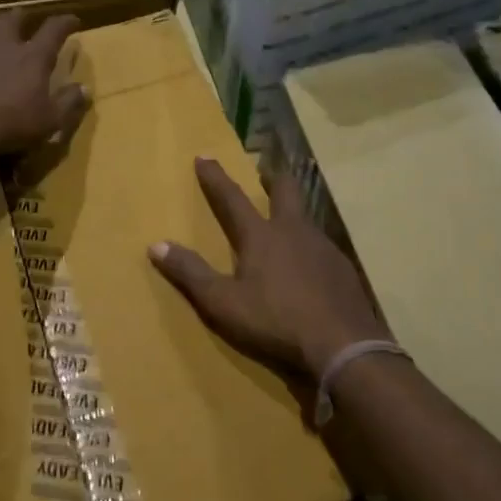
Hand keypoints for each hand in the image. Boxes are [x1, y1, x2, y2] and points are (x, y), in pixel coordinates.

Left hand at [0, 10, 89, 158]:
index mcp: (33, 58)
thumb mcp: (50, 120)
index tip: (73, 20)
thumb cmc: (11, 124)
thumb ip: (69, 103)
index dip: (65, 22)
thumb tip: (84, 88)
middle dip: (23, 16)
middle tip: (26, 15)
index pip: (53, 31)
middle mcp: (5, 47)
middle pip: (14, 20)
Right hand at [149, 158, 390, 377]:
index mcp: (261, 236)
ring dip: (294, 214)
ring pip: (307, 219)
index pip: (231, 199)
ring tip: (286, 223)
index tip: (204, 156)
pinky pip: (323, 248)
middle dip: (273, 178)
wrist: (343, 345)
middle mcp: (294, 232)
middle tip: (266, 171)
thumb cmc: (275, 320)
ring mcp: (324, 248)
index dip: (215, 178)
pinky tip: (310, 266)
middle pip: (285, 192)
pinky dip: (311, 248)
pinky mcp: (343, 270)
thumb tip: (156, 245)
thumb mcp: (223, 302)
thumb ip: (191, 273)